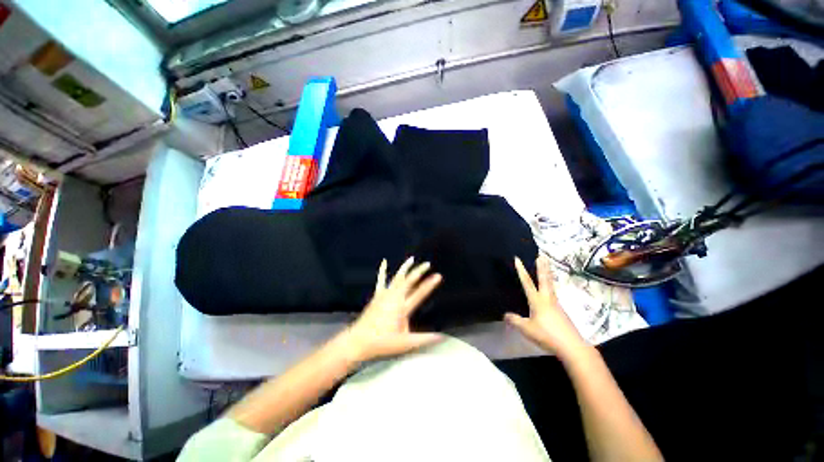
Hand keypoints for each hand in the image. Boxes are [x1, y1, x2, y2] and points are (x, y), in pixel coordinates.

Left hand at [345, 257, 443, 362]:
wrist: (358, 341)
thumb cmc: (382, 343)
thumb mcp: (405, 344)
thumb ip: (424, 339)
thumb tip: (441, 336)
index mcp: (402, 308)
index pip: (419, 294)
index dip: (429, 284)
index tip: (438, 275)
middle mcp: (394, 298)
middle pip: (408, 281)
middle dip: (419, 271)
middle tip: (427, 264)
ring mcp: (384, 295)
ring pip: (397, 278)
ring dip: (405, 268)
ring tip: (411, 259)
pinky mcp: (377, 296)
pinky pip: (381, 280)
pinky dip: (383, 270)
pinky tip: (384, 262)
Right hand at [505, 255, 588, 359]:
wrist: (572, 346)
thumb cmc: (547, 335)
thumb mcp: (526, 329)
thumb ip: (515, 320)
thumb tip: (505, 315)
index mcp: (537, 301)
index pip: (527, 282)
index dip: (521, 270)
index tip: (517, 259)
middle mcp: (547, 299)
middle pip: (544, 279)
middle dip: (542, 266)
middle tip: (542, 255)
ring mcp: (556, 304)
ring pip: (551, 285)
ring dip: (548, 273)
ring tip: (547, 266)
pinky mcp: (561, 311)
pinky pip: (553, 293)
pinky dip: (550, 285)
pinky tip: (549, 290)